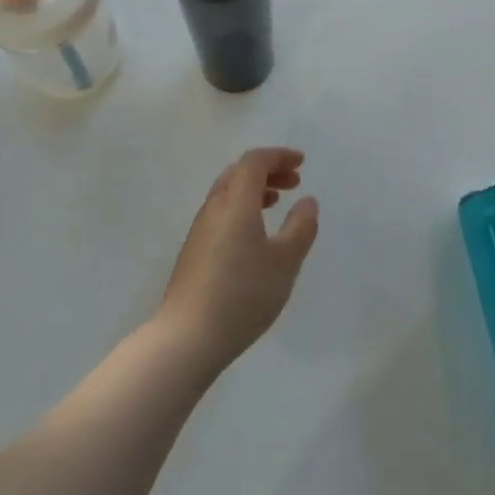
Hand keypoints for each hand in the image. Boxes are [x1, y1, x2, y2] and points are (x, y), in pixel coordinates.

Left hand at [158, 148, 319, 375]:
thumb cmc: (242, 294)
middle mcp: (214, 208)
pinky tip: (255, 235)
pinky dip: (242, 208)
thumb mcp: (285, 261)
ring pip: (227, 193)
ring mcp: (200, 230)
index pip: (254, 162)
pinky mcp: (194, 251)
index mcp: (235, 202)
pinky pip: (221, 213)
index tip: (301, 163)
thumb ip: (300, 227)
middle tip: (294, 182)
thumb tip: (307, 201)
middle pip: (238, 173)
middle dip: (268, 170)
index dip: (279, 156)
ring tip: (277, 203)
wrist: (187, 337)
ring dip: (254, 190)